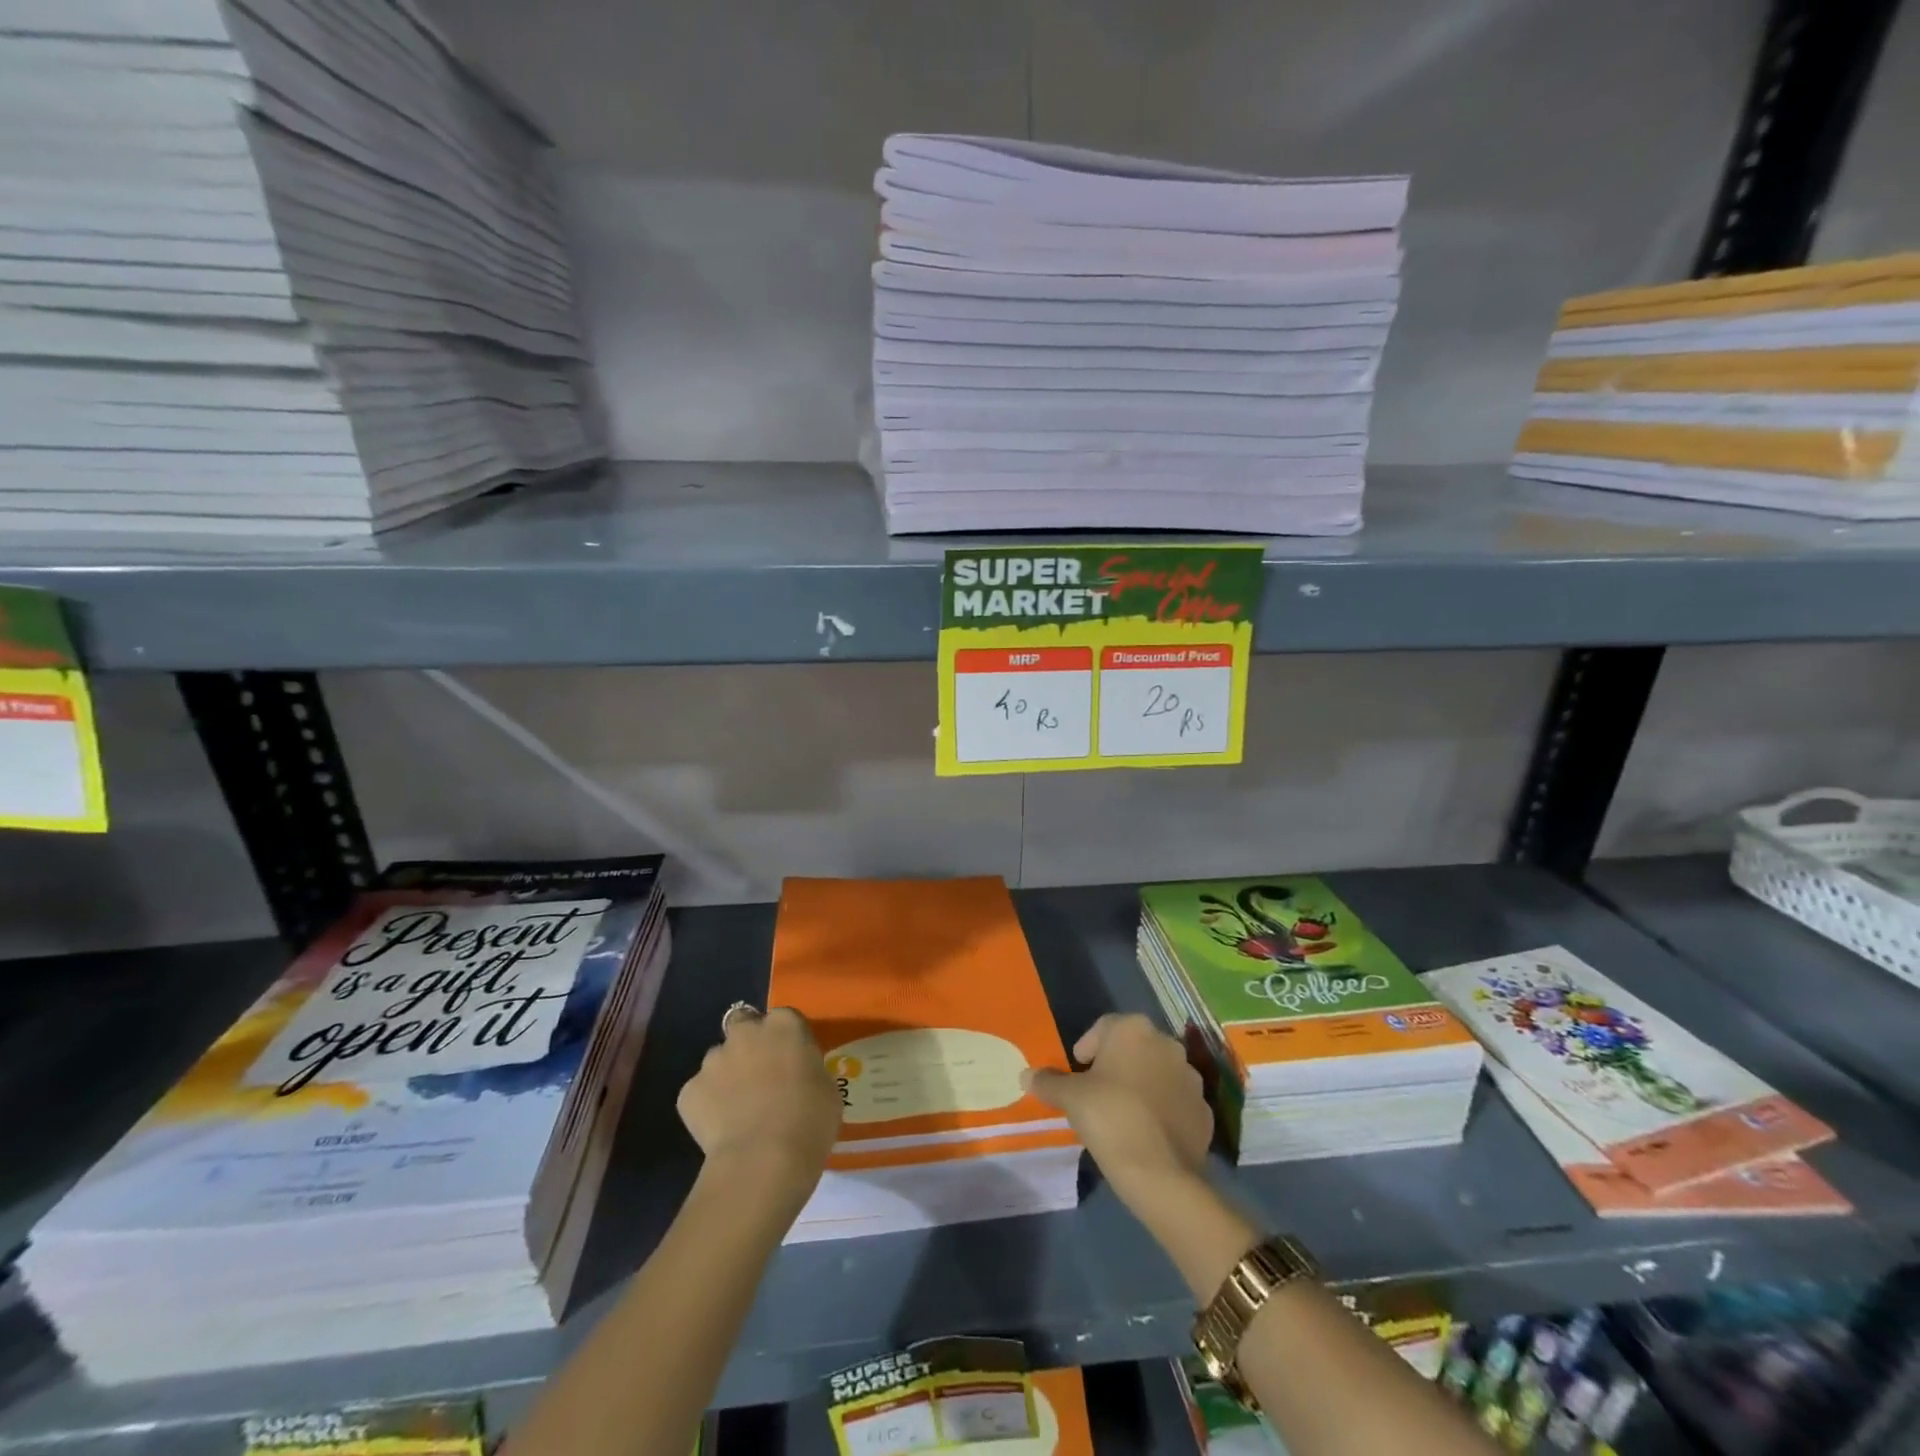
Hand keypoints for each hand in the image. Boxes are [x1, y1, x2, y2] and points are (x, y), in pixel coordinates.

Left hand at [677, 1007, 842, 1204]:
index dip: (785, 1040)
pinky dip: (707, 1106)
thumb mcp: (826, 1088)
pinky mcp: (689, 1091)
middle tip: (758, 1074)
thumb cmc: (810, 1120)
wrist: (764, 1160)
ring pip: (718, 1060)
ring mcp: (713, 1060)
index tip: (791, 1061)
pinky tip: (721, 1130)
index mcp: (785, 1024)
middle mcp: (747, 1032)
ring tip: (738, 1110)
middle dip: (747, 1042)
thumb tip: (796, 1077)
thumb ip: (807, 1070)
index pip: (783, 1019)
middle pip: (743, 1024)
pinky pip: (700, 1093)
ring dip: (727, 1075)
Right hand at [1023, 1012, 1213, 1199]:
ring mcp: (1191, 1076)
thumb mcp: (1069, 1098)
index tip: (1078, 1071)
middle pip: (1133, 1047)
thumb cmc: (1109, 1117)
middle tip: (1097, 1092)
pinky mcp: (1204, 1109)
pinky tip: (1147, 1132)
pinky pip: (1176, 1101)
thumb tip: (1026, 1075)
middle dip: (1116, 1064)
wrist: (1160, 1172)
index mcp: (1133, 1029)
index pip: (1103, 1027)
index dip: (1087, 1048)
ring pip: (1157, 1072)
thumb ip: (1048, 1082)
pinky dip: (1162, 1109)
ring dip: (1142, 1084)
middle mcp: (1166, 1043)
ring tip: (1123, 1113)